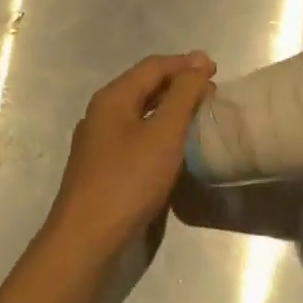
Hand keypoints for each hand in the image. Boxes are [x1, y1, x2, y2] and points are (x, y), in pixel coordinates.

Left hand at [46, 52, 214, 255]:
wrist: (86, 241)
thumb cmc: (128, 180)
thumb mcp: (164, 133)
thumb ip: (183, 95)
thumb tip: (200, 61)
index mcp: (113, 98)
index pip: (153, 66)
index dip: (186, 64)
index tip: (217, 71)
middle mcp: (101, 113)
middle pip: (144, 86)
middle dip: (179, 85)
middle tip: (211, 94)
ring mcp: (98, 142)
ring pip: (139, 112)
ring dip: (169, 109)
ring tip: (197, 116)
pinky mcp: (102, 167)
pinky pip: (135, 136)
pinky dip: (158, 132)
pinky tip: (173, 147)